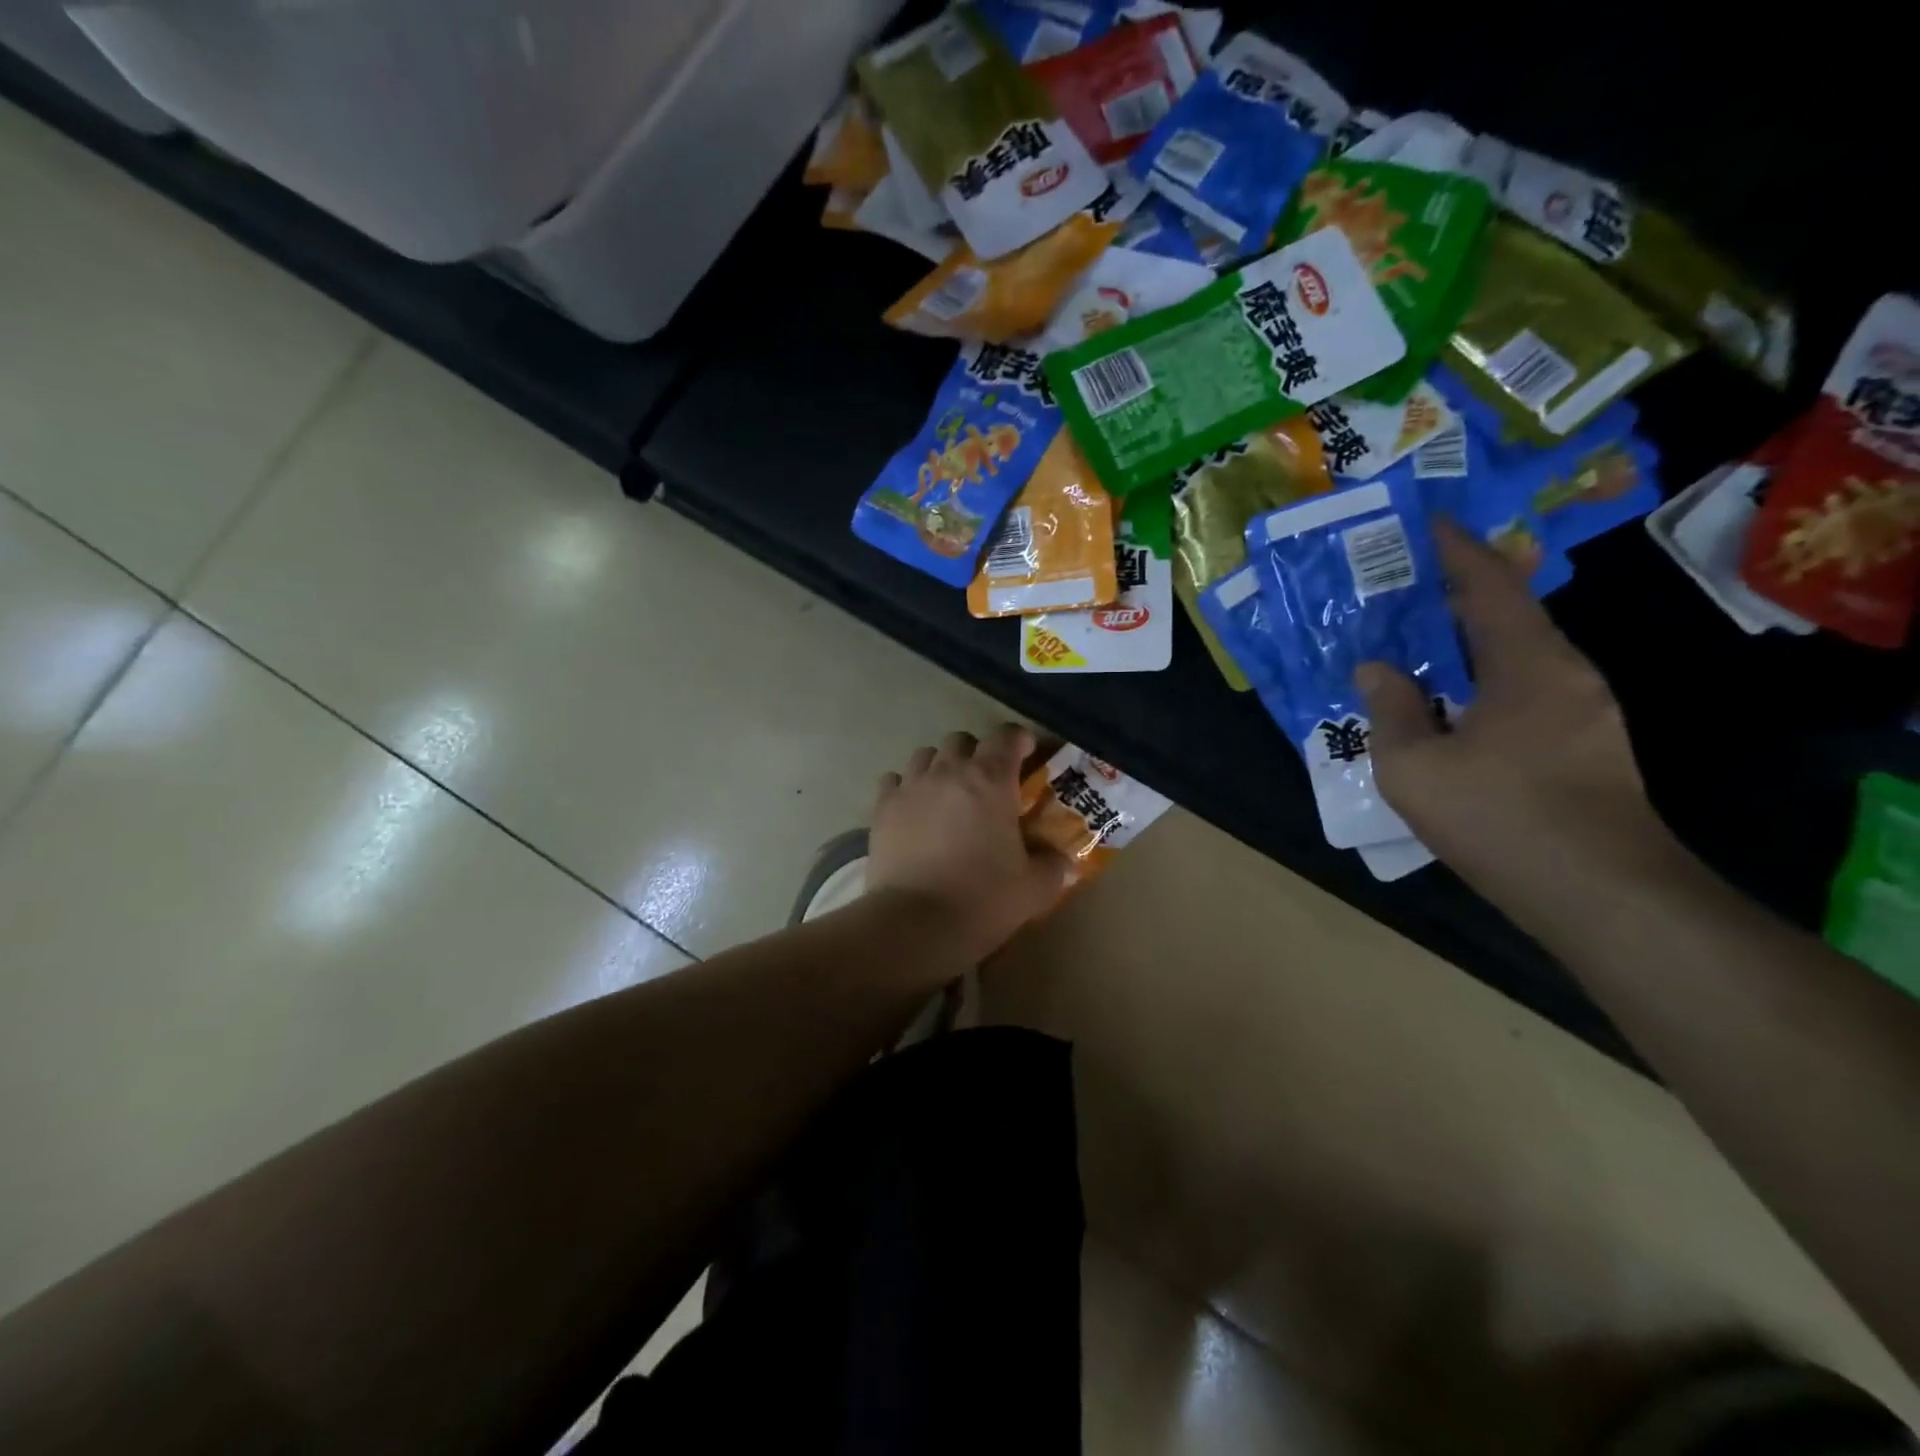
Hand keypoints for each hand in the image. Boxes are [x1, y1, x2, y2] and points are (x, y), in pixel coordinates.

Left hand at [869, 724, 1069, 964]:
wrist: (915, 923)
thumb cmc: (982, 899)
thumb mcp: (1034, 888)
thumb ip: (1053, 867)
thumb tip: (1064, 861)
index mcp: (991, 780)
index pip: (1006, 736)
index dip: (1019, 740)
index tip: (1027, 754)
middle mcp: (948, 771)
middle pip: (962, 741)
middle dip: (977, 754)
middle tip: (987, 783)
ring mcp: (910, 786)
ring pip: (926, 755)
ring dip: (940, 767)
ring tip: (948, 794)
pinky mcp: (882, 808)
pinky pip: (894, 780)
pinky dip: (906, 788)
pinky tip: (913, 810)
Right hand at [1356, 522, 1668, 907]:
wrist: (1600, 895)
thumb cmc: (1500, 817)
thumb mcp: (1414, 767)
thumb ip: (1390, 711)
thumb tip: (1376, 669)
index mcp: (1529, 665)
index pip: (1492, 585)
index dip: (1456, 550)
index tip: (1424, 525)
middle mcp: (1566, 676)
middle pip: (1506, 618)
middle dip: (1454, 598)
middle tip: (1399, 590)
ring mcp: (1583, 714)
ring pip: (1514, 660)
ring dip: (1464, 646)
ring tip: (1411, 646)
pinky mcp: (1585, 749)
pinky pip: (1521, 694)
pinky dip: (1479, 684)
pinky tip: (1443, 707)